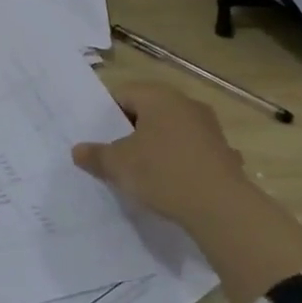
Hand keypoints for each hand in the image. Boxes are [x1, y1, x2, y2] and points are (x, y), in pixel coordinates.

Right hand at [71, 82, 252, 230]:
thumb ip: (94, 155)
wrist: (222, 208)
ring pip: (170, 130)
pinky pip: (190, 150)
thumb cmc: (162, 173)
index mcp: (158, 97)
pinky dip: (178, 161)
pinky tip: (170, 183)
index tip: (96, 136)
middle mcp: (186, 104)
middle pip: (148, 111)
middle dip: (129, 130)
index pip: (123, 94)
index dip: (105, 114)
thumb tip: (78, 151)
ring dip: (154, 145)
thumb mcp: (116, 165)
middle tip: (112, 153)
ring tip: (139, 170)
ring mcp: (209, 128)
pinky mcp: (224, 152)